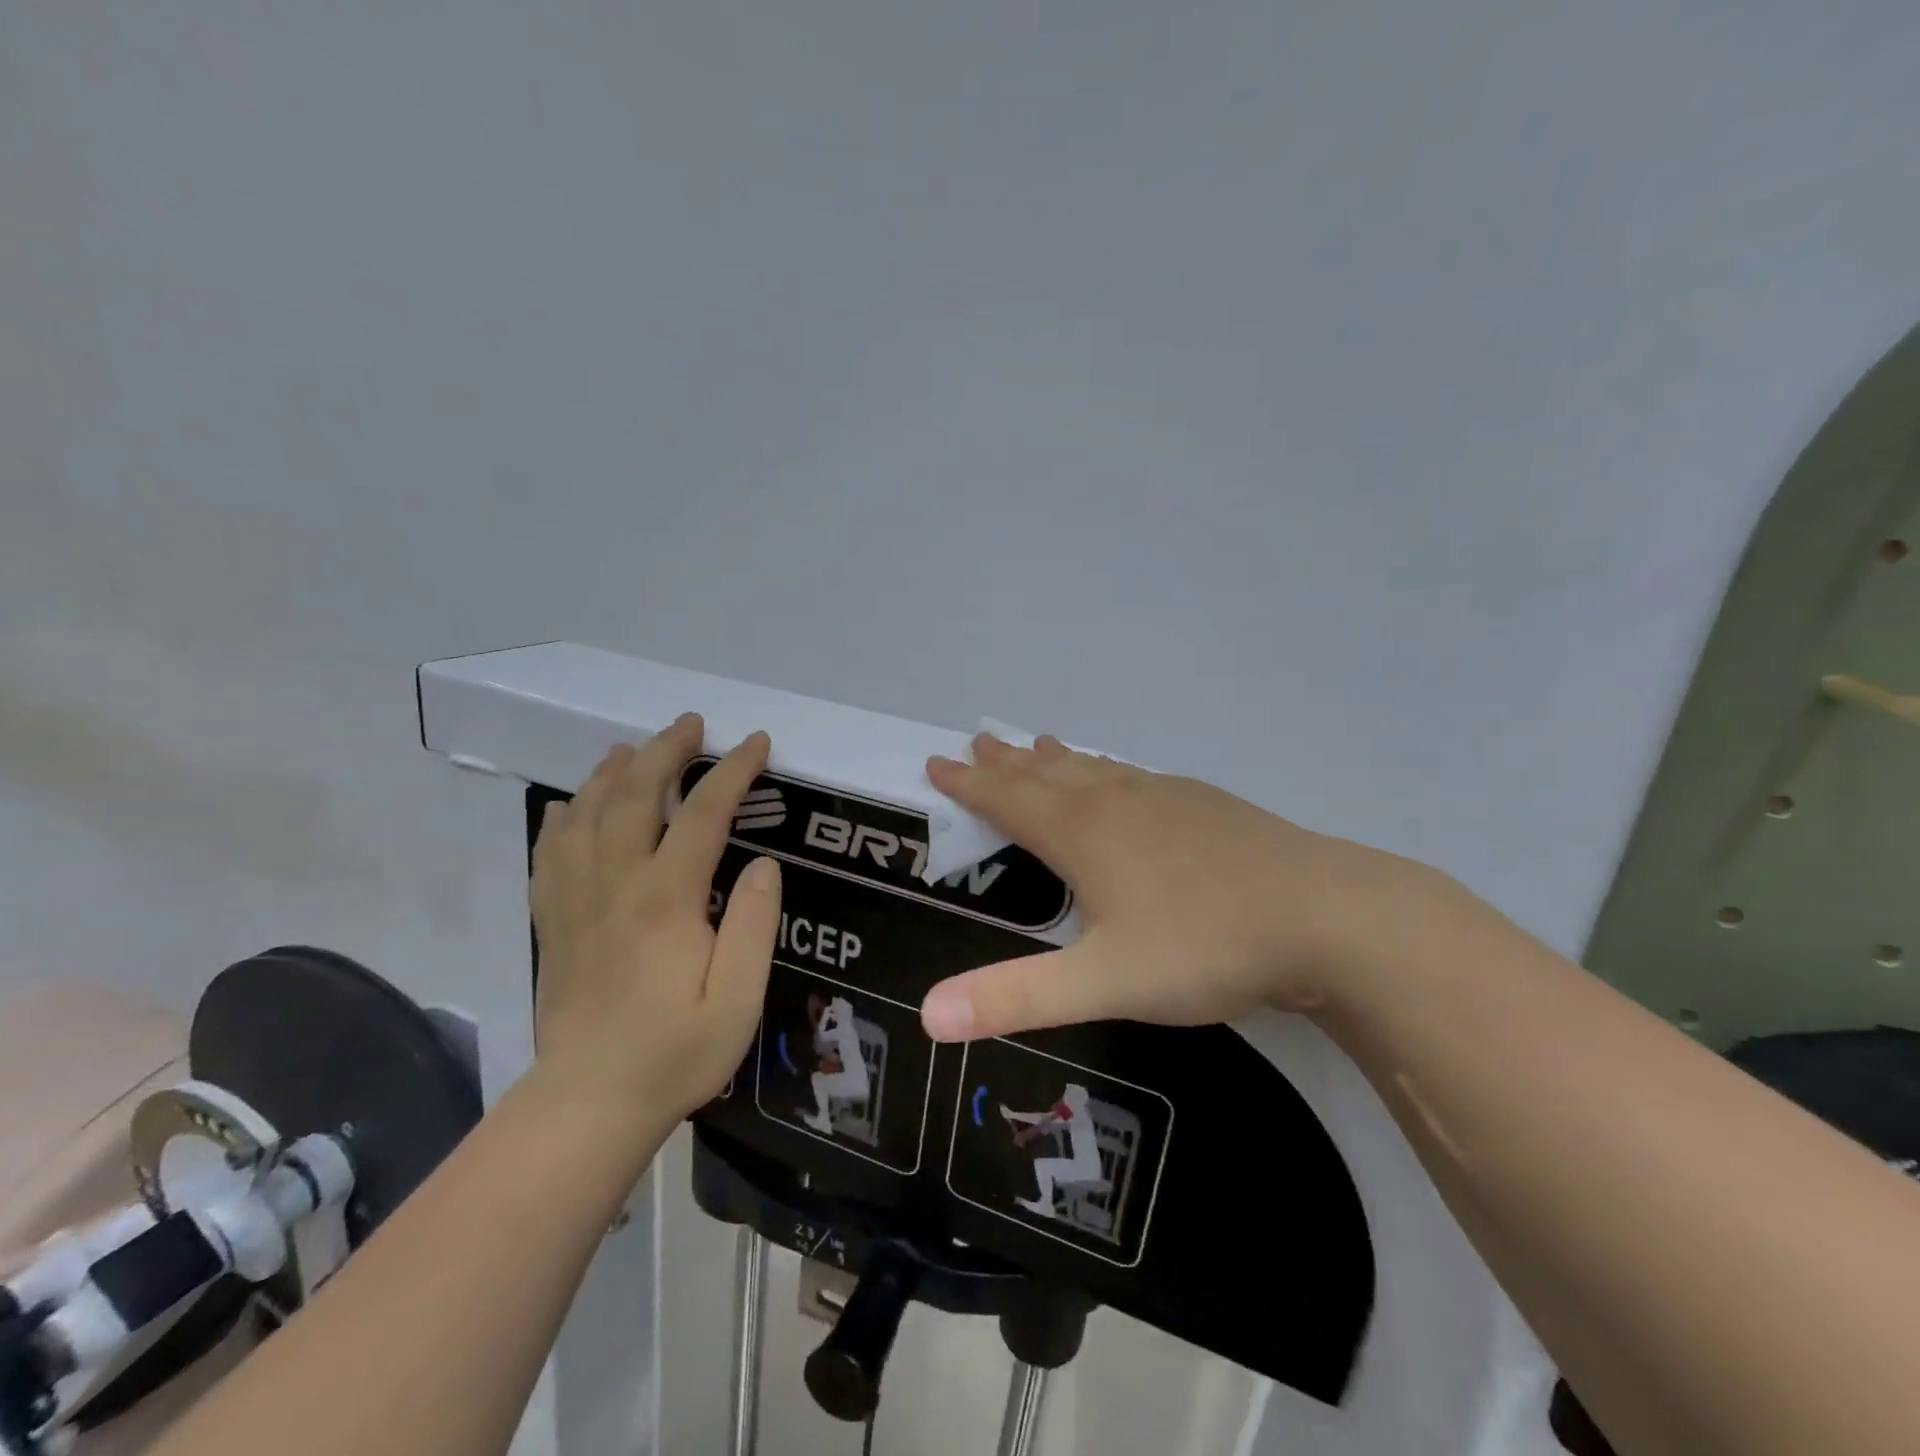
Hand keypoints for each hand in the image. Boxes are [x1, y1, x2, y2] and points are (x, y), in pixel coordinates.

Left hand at [530, 715, 780, 1124]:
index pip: (704, 813)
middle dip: (667, 750)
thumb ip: (753, 924)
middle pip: (636, 794)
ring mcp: (576, 898)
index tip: (756, 743)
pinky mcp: (553, 918)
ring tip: (637, 747)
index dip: (733, 771)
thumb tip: (763, 863)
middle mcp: (615, 883)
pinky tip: (576, 802)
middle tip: (692, 725)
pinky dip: (566, 814)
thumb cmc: (675, 1053)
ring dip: (615, 770)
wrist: (589, 1103)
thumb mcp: (737, 999)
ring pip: (588, 811)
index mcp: (666, 898)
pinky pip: (551, 848)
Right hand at [918, 734, 1439, 1041]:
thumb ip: (1015, 998)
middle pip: (1047, 775)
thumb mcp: (1104, 983)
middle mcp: (1117, 803)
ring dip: (1056, 759)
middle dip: (1006, 763)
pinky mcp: (1207, 805)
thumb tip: (926, 1016)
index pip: (1009, 801)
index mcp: (1084, 835)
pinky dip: (1109, 769)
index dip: (969, 785)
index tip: (938, 763)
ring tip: (1036, 744)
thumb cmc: (1205, 947)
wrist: (1326, 916)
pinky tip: (1124, 776)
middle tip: (978, 742)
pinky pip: (1136, 776)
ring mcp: (1166, 798)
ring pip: (1094, 770)